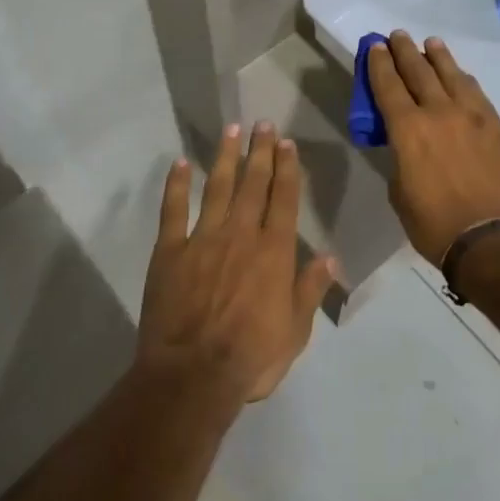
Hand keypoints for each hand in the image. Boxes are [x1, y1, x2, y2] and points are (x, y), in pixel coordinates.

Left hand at [138, 123, 338, 402]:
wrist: (192, 376)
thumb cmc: (251, 357)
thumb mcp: (295, 331)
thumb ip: (310, 289)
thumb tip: (330, 256)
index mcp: (273, 252)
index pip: (283, 199)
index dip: (287, 168)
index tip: (287, 143)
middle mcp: (241, 234)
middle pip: (253, 184)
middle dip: (260, 152)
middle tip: (262, 124)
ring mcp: (203, 239)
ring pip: (216, 187)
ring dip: (224, 157)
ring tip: (230, 130)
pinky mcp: (170, 251)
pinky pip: (173, 210)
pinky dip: (175, 185)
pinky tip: (179, 164)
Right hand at [367, 31, 499, 263]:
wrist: (492, 239)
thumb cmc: (434, 224)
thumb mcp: (400, 192)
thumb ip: (400, 158)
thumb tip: (407, 145)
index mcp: (408, 129)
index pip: (388, 85)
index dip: (379, 64)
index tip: (375, 47)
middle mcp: (439, 112)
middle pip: (419, 71)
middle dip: (405, 51)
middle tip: (397, 36)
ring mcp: (473, 117)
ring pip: (452, 75)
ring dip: (438, 57)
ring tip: (430, 44)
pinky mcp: (497, 127)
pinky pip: (477, 93)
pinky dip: (463, 80)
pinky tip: (461, 76)